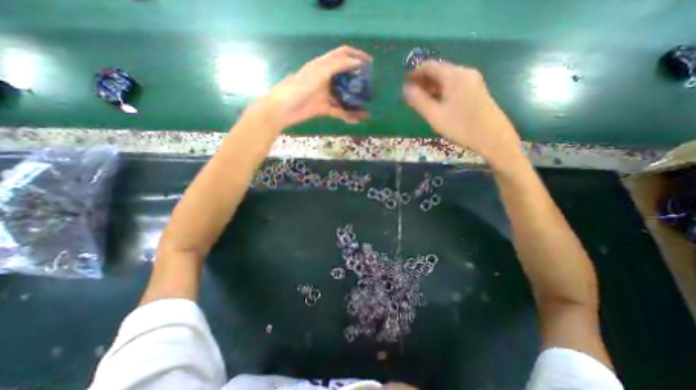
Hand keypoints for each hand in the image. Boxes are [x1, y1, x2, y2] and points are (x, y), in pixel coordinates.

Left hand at [264, 44, 372, 125]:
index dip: (356, 56)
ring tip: (367, 109)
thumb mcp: (319, 72)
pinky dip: (348, 115)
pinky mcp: (323, 108)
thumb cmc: (299, 88)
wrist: (283, 109)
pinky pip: (339, 111)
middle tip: (369, 89)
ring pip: (343, 97)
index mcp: (323, 65)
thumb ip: (337, 66)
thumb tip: (356, 63)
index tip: (369, 63)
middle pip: (345, 78)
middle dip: (357, 82)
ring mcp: (325, 95)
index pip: (342, 55)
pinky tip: (357, 120)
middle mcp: (325, 79)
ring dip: (354, 103)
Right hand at [403, 60, 522, 165]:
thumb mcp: (435, 116)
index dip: (415, 73)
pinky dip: (442, 90)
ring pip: (446, 78)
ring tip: (420, 100)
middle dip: (423, 81)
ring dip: (432, 87)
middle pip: (439, 71)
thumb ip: (419, 101)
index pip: (430, 66)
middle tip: (410, 95)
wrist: (493, 137)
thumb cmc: (461, 127)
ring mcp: (472, 80)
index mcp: (454, 76)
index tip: (404, 83)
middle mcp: (464, 73)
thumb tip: (406, 89)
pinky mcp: (476, 90)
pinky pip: (454, 85)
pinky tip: (436, 102)